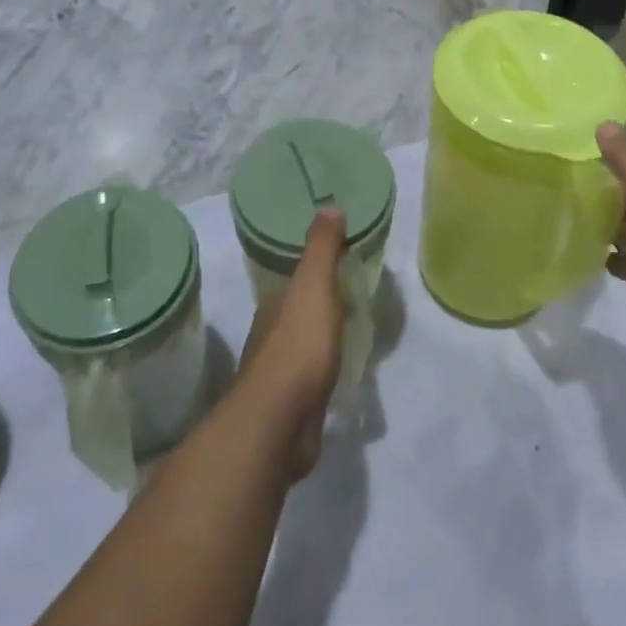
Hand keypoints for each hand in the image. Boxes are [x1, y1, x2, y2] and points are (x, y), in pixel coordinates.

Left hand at [238, 208, 346, 478]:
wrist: (279, 420)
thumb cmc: (299, 345)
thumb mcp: (314, 285)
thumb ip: (322, 248)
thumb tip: (329, 205)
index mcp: (276, 304)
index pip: (297, 280)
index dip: (318, 271)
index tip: (344, 265)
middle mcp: (272, 334)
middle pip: (299, 312)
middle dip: (320, 305)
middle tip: (353, 298)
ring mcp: (279, 374)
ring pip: (304, 346)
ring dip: (321, 339)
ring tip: (350, 335)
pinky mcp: (291, 406)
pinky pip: (310, 379)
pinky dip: (323, 371)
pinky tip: (338, 374)